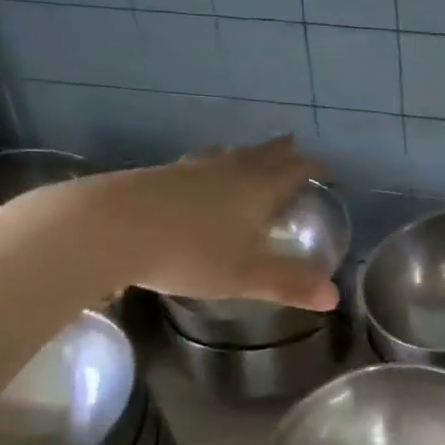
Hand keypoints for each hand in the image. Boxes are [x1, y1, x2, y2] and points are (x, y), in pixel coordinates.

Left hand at [62, 138, 339, 310]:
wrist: (110, 227)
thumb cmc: (189, 252)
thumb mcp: (244, 276)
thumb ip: (288, 284)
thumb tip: (334, 297)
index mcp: (258, 189)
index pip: (297, 169)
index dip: (316, 167)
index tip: (329, 170)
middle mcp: (230, 170)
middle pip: (264, 153)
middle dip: (283, 152)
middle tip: (294, 147)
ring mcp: (192, 169)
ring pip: (229, 154)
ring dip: (247, 154)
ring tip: (250, 156)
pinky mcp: (160, 174)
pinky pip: (199, 163)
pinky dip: (212, 165)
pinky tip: (198, 175)